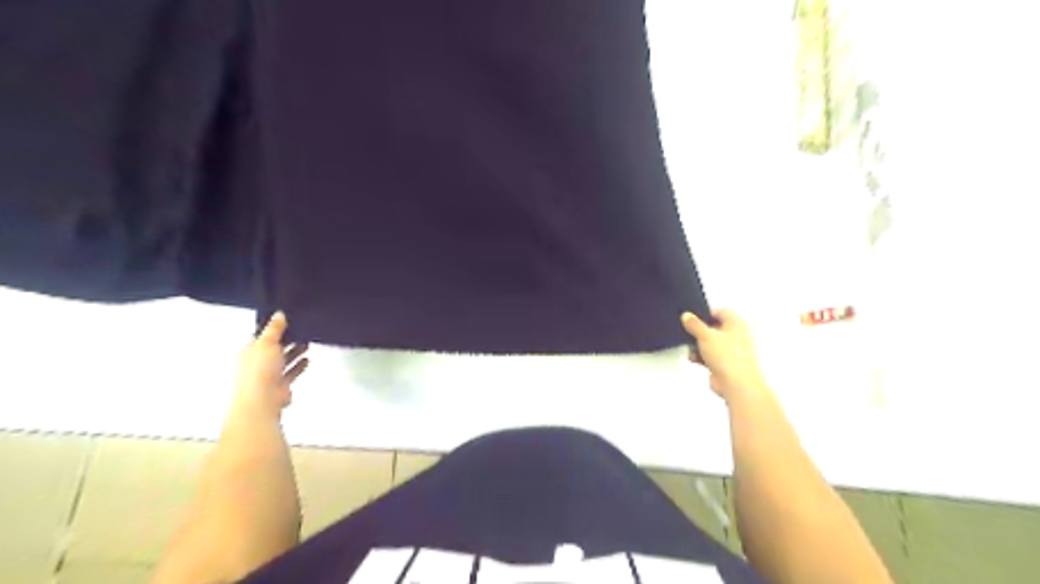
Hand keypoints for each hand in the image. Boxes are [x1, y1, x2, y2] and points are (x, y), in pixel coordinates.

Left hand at [234, 312, 311, 421]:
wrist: (262, 400)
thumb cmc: (259, 371)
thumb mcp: (267, 342)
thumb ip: (275, 328)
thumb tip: (279, 314)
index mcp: (249, 350)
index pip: (262, 336)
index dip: (275, 329)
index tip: (288, 321)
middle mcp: (257, 363)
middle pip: (274, 348)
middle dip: (287, 341)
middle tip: (301, 331)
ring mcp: (268, 376)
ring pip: (283, 360)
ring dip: (294, 353)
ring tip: (307, 344)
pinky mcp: (279, 386)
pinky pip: (290, 373)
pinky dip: (298, 366)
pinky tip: (307, 360)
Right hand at [683, 310, 770, 400]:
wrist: (737, 385)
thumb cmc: (726, 355)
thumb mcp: (706, 335)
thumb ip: (694, 324)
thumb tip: (686, 315)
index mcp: (736, 324)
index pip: (721, 312)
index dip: (706, 313)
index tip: (692, 318)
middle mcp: (736, 335)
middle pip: (715, 328)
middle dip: (700, 331)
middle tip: (687, 332)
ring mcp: (731, 351)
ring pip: (711, 343)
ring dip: (699, 345)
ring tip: (689, 347)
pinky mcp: (726, 364)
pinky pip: (711, 355)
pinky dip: (702, 356)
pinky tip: (693, 358)